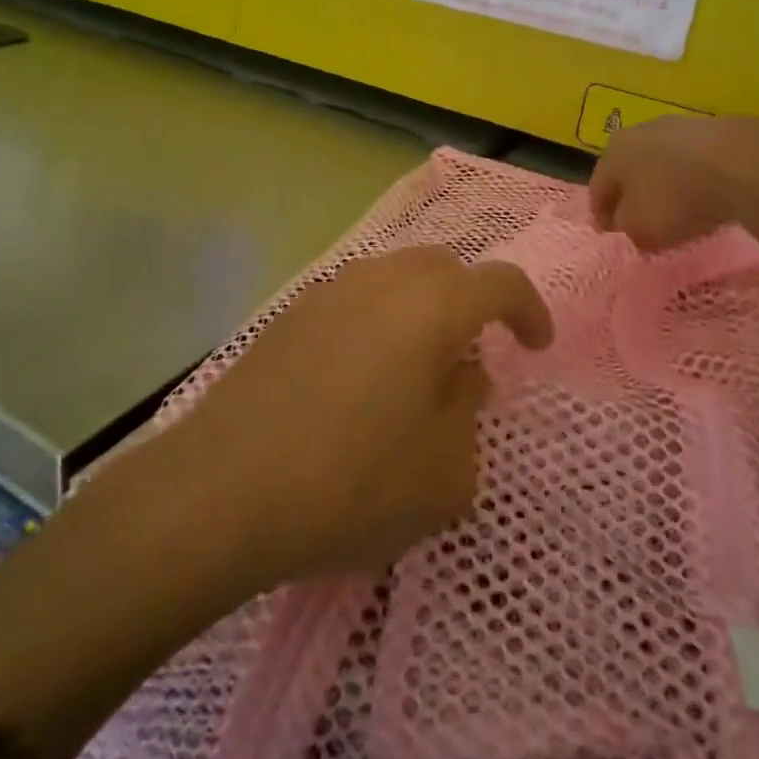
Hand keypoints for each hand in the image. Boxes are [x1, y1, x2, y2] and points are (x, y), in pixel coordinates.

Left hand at [173, 246, 553, 588]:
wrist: (223, 491)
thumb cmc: (353, 484)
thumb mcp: (446, 474)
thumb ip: (469, 414)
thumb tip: (461, 376)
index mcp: (432, 306)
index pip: (500, 282)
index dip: (528, 310)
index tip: (535, 346)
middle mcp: (380, 281)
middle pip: (443, 267)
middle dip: (470, 302)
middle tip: (471, 357)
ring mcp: (327, 292)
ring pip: (393, 278)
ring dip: (420, 310)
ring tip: (415, 370)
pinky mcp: (287, 316)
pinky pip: (351, 301)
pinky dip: (375, 322)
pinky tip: (359, 380)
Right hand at [589, 114, 758, 250]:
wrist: (741, 163)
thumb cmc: (676, 199)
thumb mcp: (640, 228)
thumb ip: (627, 228)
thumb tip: (627, 222)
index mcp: (613, 154)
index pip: (598, 188)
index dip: (601, 214)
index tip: (609, 233)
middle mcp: (639, 132)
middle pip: (629, 169)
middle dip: (632, 193)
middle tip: (639, 217)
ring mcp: (678, 125)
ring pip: (662, 160)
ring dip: (664, 182)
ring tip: (678, 206)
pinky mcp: (715, 128)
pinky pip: (695, 159)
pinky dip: (694, 176)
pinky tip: (707, 193)